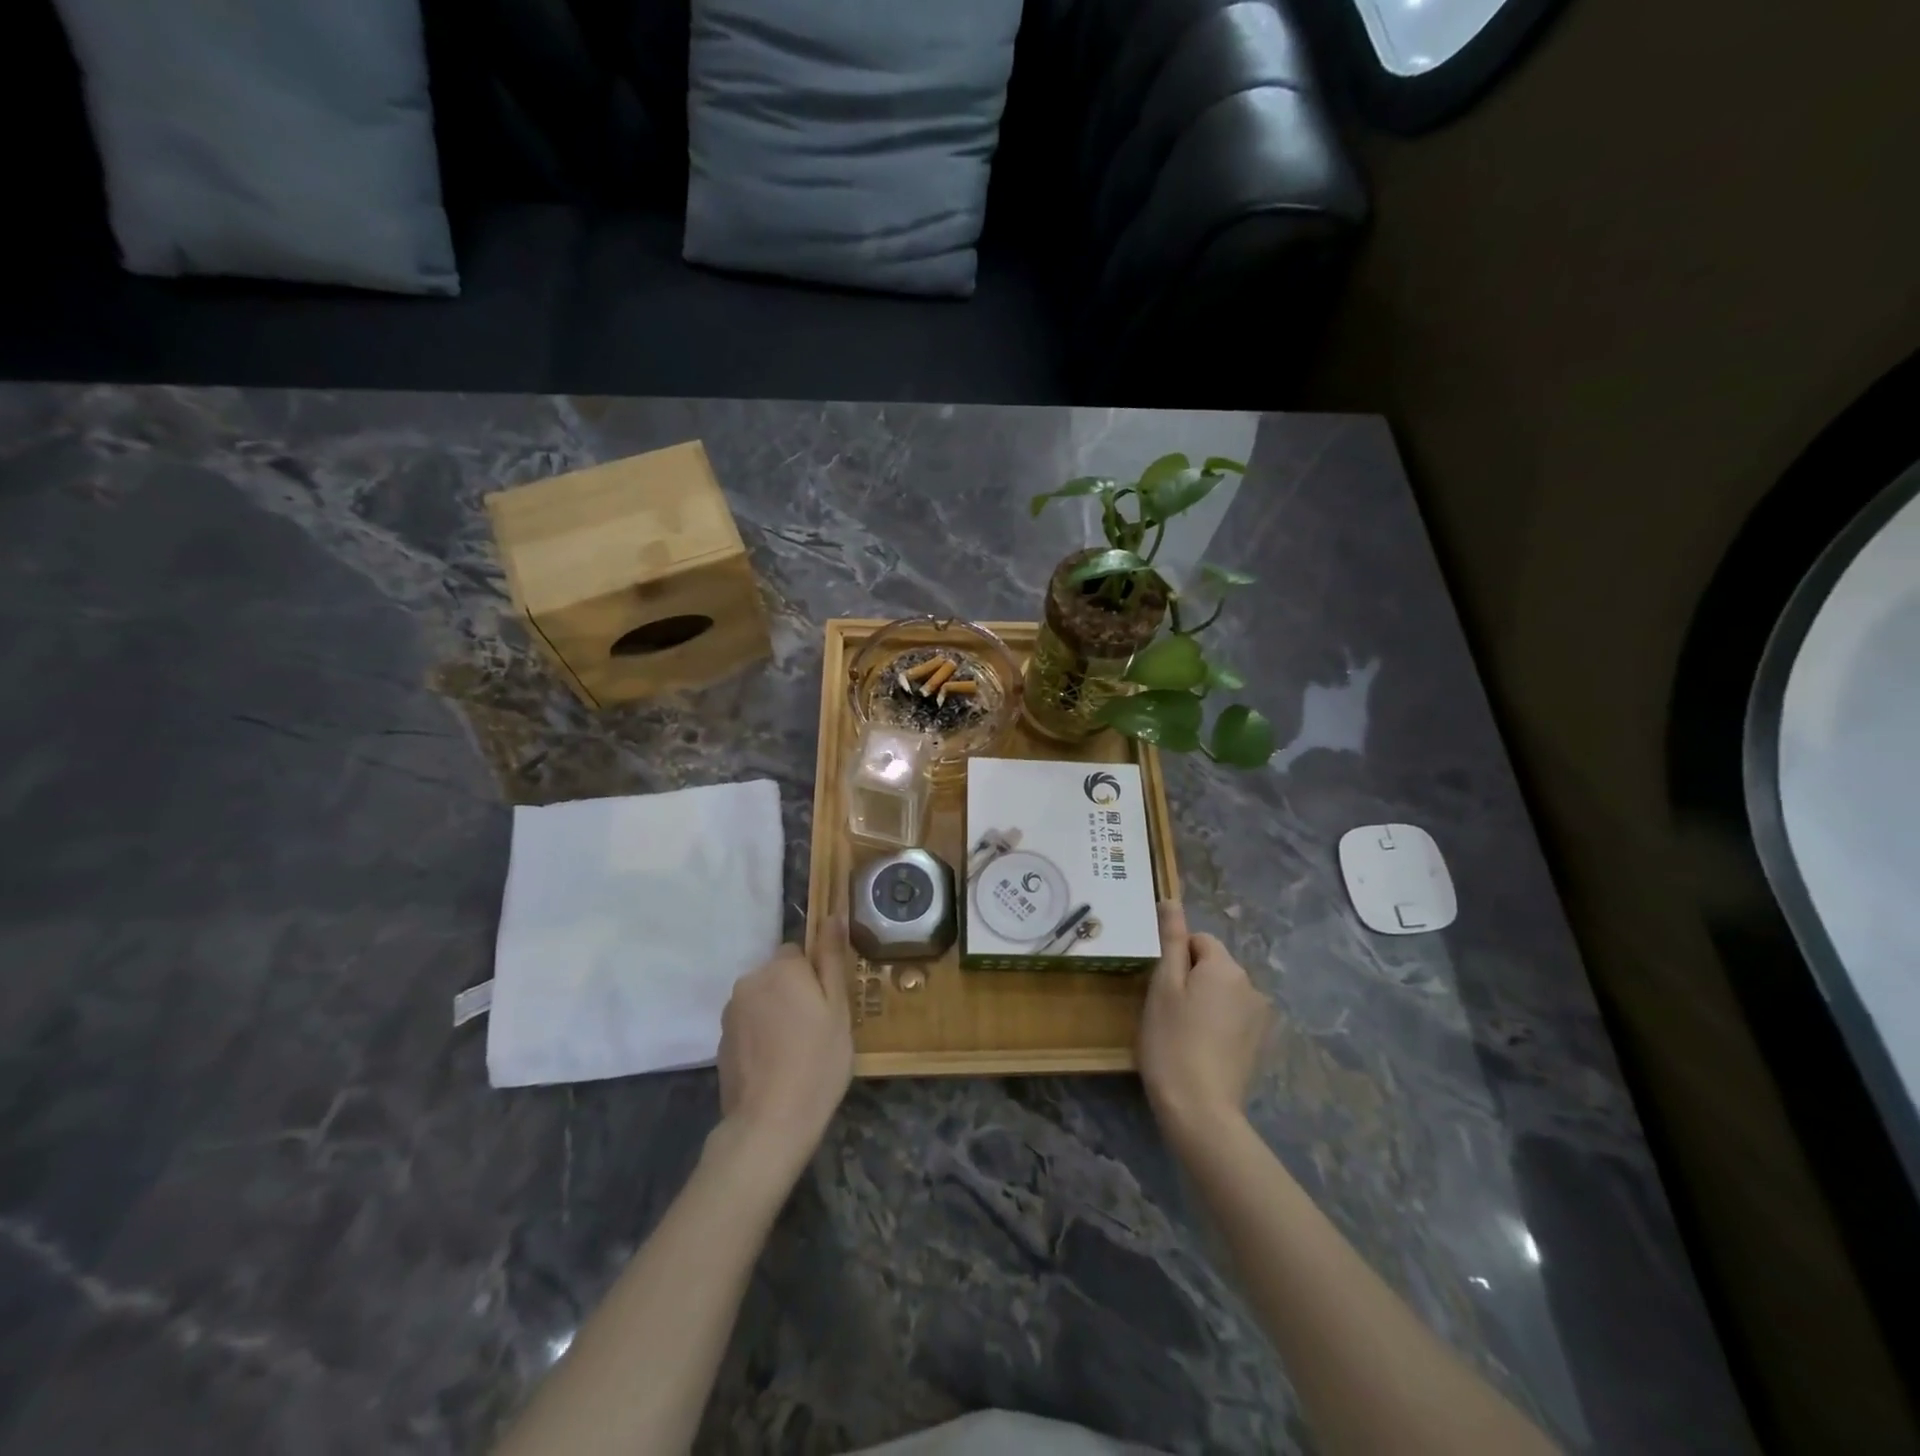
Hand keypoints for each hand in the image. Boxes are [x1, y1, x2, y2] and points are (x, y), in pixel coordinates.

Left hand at [714, 917, 854, 1180]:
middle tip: (817, 1030)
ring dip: (777, 1014)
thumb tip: (832, 915)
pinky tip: (776, 1065)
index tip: (828, 1007)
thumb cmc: (817, 1061)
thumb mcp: (838, 1008)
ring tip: (796, 1051)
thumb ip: (831, 958)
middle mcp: (749, 981)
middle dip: (795, 993)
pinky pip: (749, 1025)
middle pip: (778, 975)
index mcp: (780, 968)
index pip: (799, 952)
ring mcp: (731, 1013)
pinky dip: (762, 1036)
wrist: (770, 1123)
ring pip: (763, 1000)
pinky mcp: (722, 1041)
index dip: (816, 977)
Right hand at [1138, 901, 1272, 1143]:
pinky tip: (1202, 1048)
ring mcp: (1260, 1017)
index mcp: (1226, 966)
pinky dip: (1218, 1024)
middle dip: (1192, 978)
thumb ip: (1171, 940)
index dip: (1176, 960)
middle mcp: (1251, 985)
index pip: (1199, 941)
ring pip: (1223, 992)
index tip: (1161, 989)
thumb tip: (1171, 899)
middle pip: (1214, 965)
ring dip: (1205, 1001)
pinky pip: (1234, 1017)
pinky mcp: (1260, 1043)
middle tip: (1167, 1010)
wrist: (1200, 1108)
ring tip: (1183, 1032)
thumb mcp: (1163, 985)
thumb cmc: (1171, 1040)